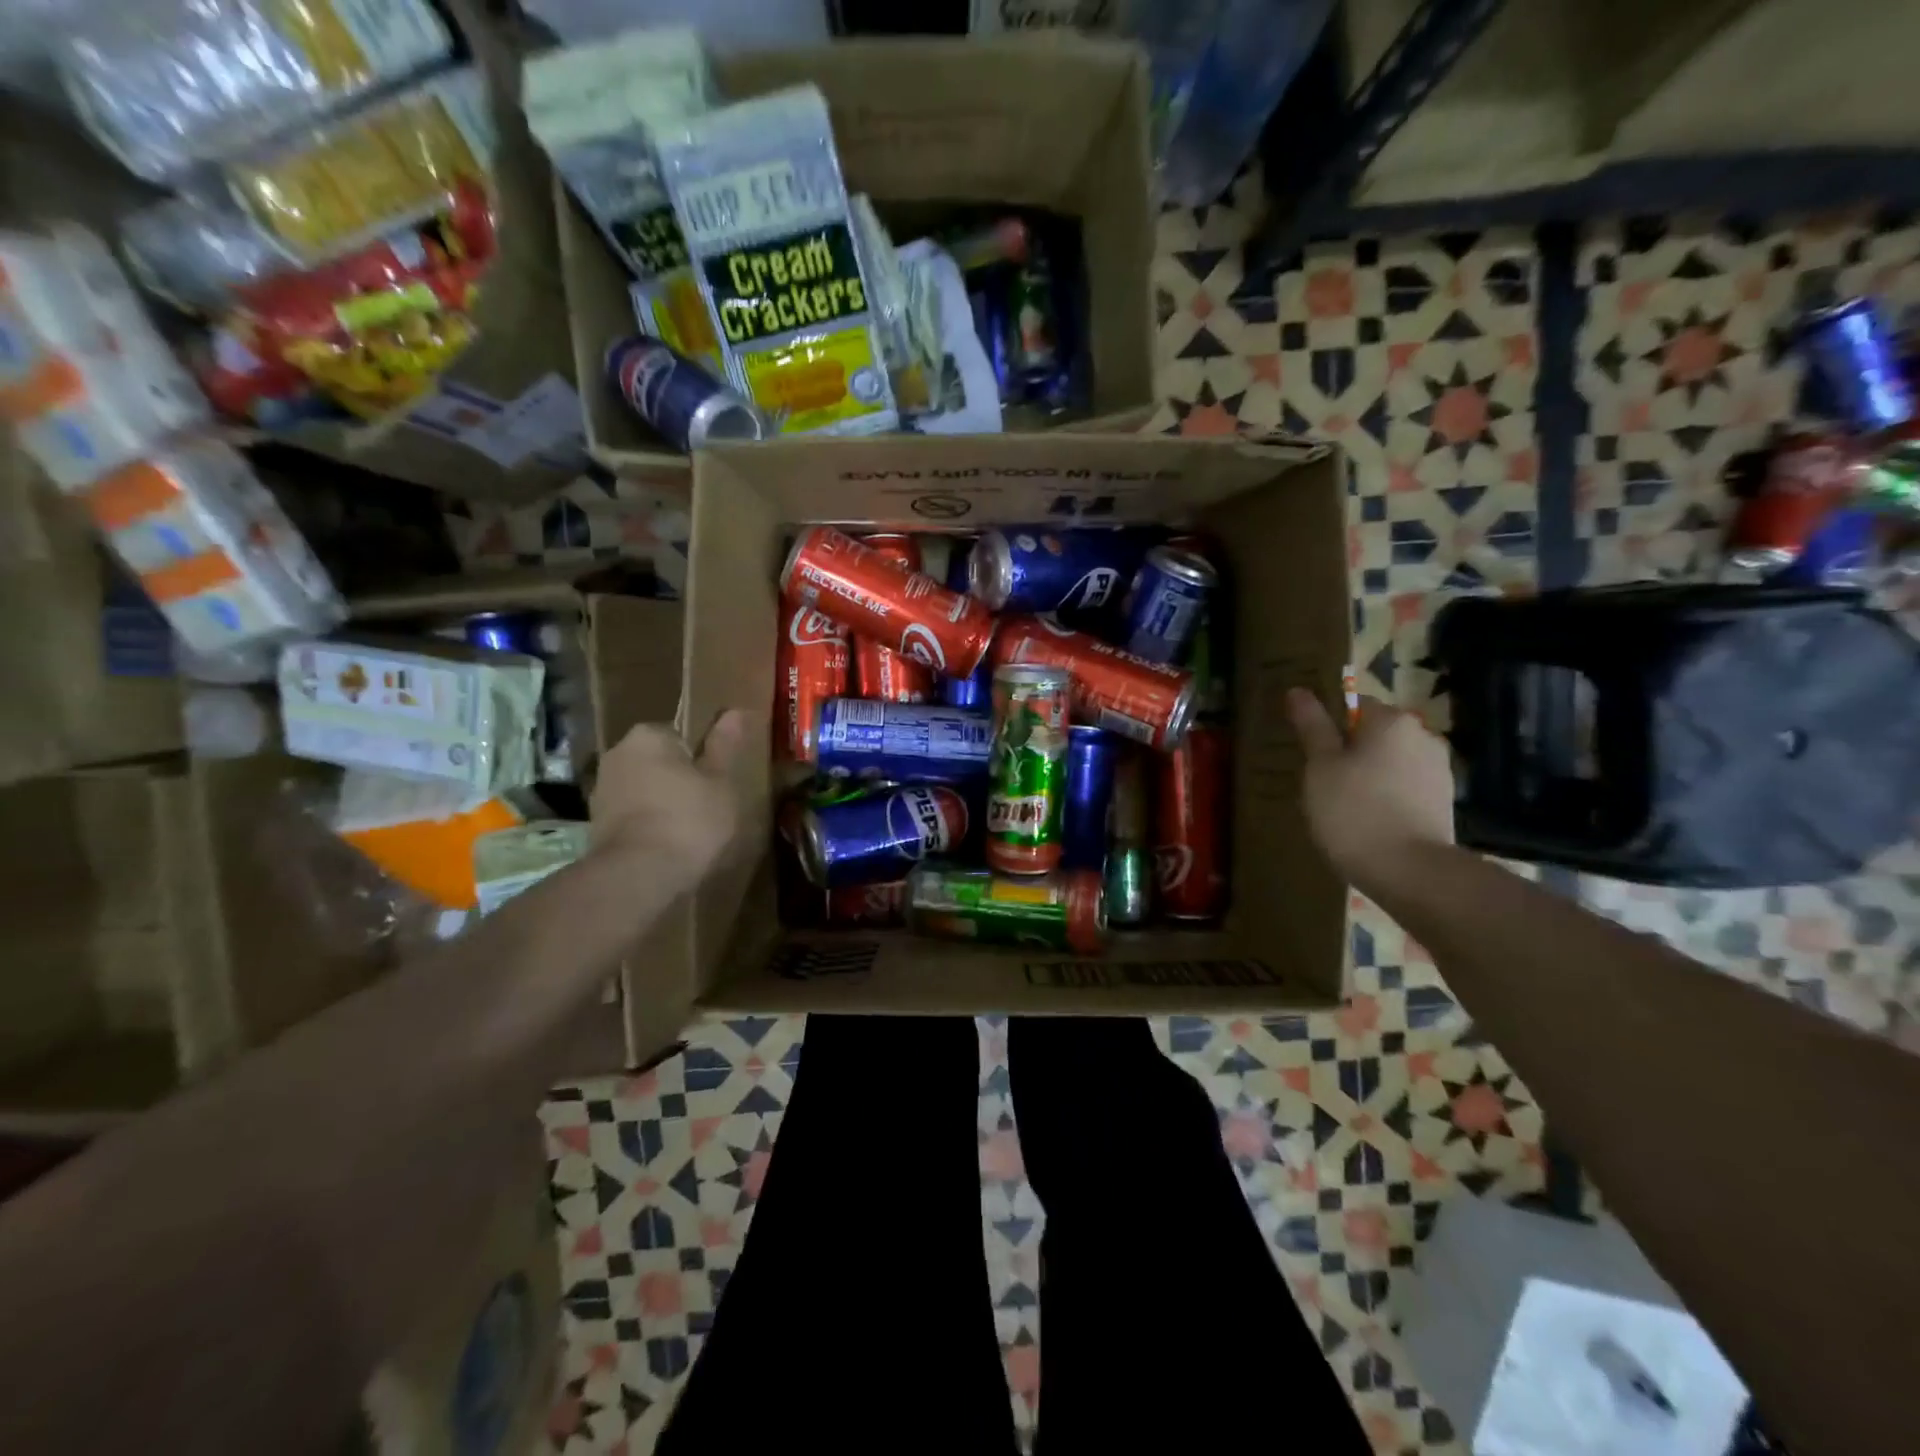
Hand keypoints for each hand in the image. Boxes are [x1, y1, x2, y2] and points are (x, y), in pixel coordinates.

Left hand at [590, 711, 749, 894]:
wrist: (638, 874)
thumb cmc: (689, 819)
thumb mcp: (721, 781)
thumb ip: (725, 745)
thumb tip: (736, 711)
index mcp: (648, 735)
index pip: (681, 735)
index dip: (702, 759)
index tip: (717, 782)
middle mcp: (617, 754)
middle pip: (659, 761)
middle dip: (679, 778)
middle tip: (708, 805)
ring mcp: (602, 790)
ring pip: (644, 788)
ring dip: (662, 802)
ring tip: (690, 830)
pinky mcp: (596, 824)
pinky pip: (632, 814)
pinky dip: (648, 824)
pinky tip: (667, 845)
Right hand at [1285, 689, 1454, 886]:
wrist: (1410, 872)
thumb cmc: (1354, 811)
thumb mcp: (1320, 767)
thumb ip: (1311, 726)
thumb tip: (1298, 691)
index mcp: (1391, 721)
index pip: (1354, 704)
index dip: (1329, 726)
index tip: (1312, 754)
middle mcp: (1423, 736)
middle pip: (1375, 734)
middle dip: (1350, 752)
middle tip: (1322, 783)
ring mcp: (1439, 770)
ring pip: (1391, 762)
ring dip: (1370, 775)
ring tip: (1345, 808)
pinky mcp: (1445, 802)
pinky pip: (1406, 787)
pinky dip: (1387, 797)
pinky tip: (1370, 823)